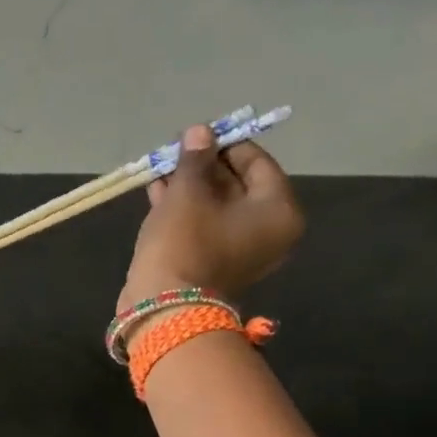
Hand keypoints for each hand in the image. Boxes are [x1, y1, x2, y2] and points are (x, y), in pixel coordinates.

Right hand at [120, 122, 303, 308]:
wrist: (163, 305)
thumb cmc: (184, 242)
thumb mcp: (188, 192)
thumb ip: (195, 159)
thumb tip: (199, 132)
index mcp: (277, 211)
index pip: (258, 163)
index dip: (226, 143)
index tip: (197, 134)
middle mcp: (268, 232)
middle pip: (238, 185)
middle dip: (204, 166)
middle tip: (176, 150)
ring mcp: (240, 251)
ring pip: (216, 207)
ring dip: (189, 186)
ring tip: (161, 168)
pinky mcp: (213, 264)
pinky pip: (204, 226)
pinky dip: (184, 209)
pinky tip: (158, 191)